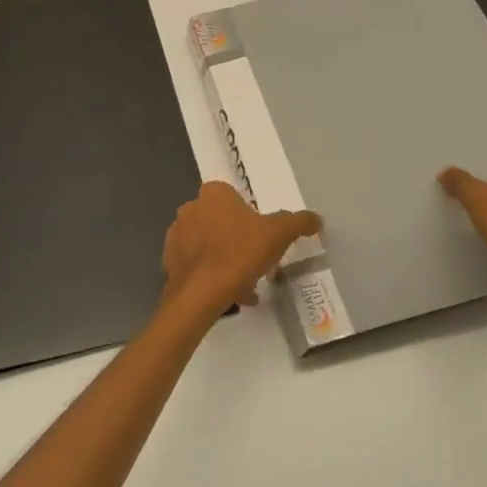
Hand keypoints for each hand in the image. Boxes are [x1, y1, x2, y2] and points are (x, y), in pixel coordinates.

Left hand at [162, 182, 321, 309]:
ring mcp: (177, 234)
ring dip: (227, 258)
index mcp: (214, 194)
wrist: (200, 293)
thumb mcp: (279, 234)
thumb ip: (298, 222)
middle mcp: (191, 208)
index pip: (236, 197)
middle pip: (222, 221)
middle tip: (257, 260)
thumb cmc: (240, 253)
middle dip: (239, 238)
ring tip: (246, 282)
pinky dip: (213, 274)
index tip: (263, 237)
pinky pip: (198, 264)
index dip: (251, 216)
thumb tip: (316, 218)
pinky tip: (231, 292)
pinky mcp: (170, 260)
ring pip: (210, 244)